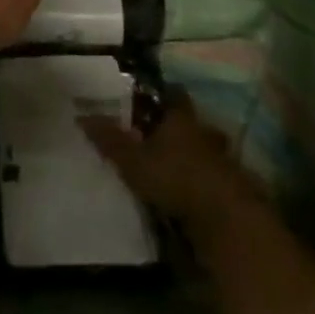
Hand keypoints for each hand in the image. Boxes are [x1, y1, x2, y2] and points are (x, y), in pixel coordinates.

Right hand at [80, 91, 256, 235]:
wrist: (226, 218)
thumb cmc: (175, 177)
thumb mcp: (133, 161)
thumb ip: (109, 140)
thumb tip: (82, 116)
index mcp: (180, 118)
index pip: (174, 95)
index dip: (162, 95)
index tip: (147, 99)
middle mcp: (204, 132)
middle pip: (190, 122)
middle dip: (175, 127)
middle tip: (154, 134)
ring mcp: (223, 158)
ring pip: (203, 148)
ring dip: (190, 154)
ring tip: (170, 164)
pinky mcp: (233, 185)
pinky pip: (213, 173)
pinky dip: (201, 177)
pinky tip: (187, 188)